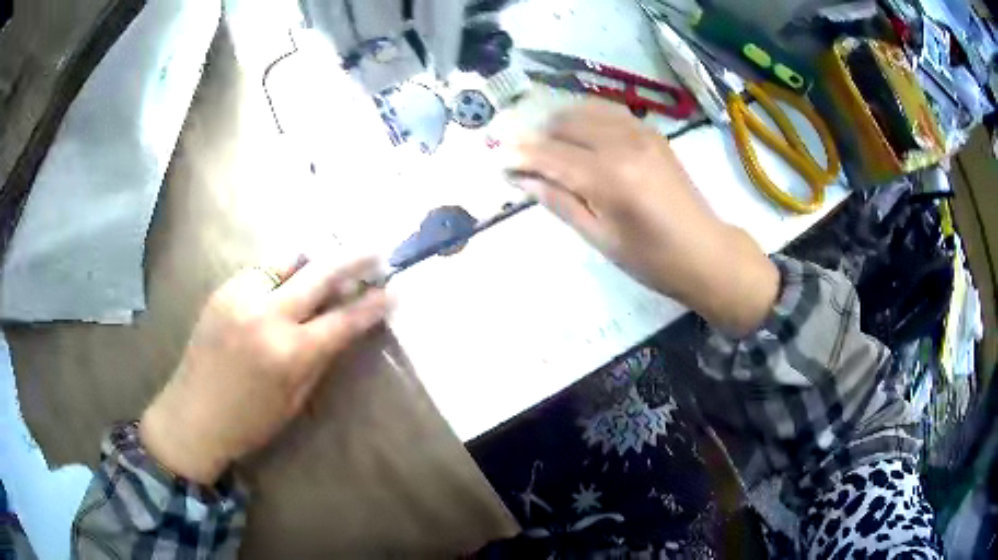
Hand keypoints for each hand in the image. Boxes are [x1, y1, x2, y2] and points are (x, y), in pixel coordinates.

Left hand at [140, 257, 390, 484]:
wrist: (193, 414)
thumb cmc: (249, 421)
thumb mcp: (294, 399)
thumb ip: (318, 357)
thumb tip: (341, 325)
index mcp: (289, 352)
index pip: (343, 320)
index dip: (372, 305)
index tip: (394, 291)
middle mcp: (267, 314)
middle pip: (320, 273)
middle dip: (354, 258)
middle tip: (376, 249)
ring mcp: (242, 296)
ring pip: (289, 260)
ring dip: (314, 260)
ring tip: (327, 263)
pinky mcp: (224, 289)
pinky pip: (263, 271)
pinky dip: (281, 274)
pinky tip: (284, 286)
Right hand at [511, 102, 778, 335]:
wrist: (706, 252)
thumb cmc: (652, 259)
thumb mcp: (600, 238)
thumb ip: (560, 202)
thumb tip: (523, 179)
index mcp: (608, 177)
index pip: (549, 154)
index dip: (519, 155)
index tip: (497, 159)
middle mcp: (622, 143)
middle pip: (563, 123)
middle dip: (536, 137)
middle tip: (523, 159)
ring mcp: (640, 132)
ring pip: (584, 110)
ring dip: (559, 123)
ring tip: (549, 147)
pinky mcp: (651, 132)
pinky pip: (608, 112)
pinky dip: (586, 118)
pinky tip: (581, 137)